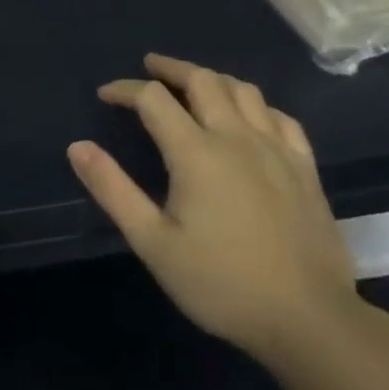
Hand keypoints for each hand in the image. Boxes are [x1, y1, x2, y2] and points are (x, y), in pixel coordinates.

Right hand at [69, 54, 359, 361]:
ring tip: (193, 83)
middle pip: (202, 80)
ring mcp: (276, 150)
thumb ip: (113, 190)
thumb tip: (78, 146)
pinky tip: (248, 116)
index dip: (125, 89)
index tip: (106, 96)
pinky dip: (255, 105)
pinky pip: (280, 117)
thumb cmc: (222, 283)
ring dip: (211, 78)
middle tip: (149, 68)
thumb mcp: (153, 242)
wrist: (311, 321)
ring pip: (243, 90)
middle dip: (171, 68)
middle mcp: (236, 137)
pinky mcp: (305, 168)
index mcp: (196, 152)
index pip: (153, 99)